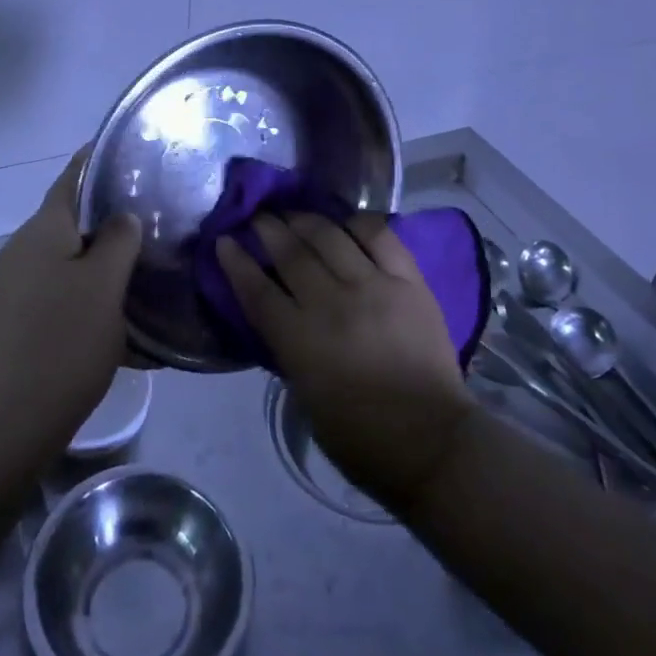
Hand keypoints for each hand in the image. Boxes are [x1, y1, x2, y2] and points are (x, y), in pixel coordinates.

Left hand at [0, 151, 142, 457]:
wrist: (0, 427)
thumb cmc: (61, 343)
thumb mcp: (104, 286)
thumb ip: (118, 241)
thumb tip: (121, 217)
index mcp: (41, 232)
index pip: (71, 179)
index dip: (95, 162)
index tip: (125, 153)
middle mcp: (19, 253)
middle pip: (68, 225)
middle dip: (106, 224)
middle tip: (150, 227)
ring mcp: (8, 292)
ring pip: (63, 266)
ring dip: (97, 269)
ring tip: (139, 280)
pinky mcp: (7, 328)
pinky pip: (53, 300)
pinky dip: (82, 303)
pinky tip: (113, 330)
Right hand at [218, 213, 474, 514]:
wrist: (430, 442)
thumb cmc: (359, 435)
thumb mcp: (304, 394)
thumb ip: (288, 347)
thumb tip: (280, 313)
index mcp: (300, 340)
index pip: (257, 289)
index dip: (236, 261)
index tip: (225, 240)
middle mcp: (332, 303)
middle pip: (291, 253)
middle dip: (268, 229)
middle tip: (259, 217)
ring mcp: (373, 286)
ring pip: (330, 236)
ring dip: (306, 219)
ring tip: (295, 214)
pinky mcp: (408, 281)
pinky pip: (380, 236)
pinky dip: (358, 223)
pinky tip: (346, 222)